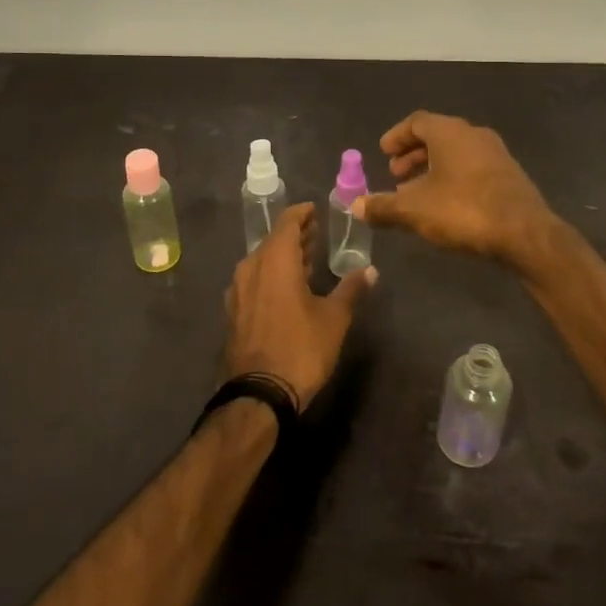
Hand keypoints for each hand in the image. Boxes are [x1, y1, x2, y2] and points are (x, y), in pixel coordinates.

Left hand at [222, 202, 374, 409]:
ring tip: (308, 258)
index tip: (316, 210)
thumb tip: (370, 270)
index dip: (302, 214)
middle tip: (317, 232)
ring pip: (263, 261)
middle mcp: (251, 267)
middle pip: (273, 241)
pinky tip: (288, 287)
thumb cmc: (300, 348)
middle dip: (296, 235)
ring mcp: (239, 291)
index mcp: (275, 260)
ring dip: (284, 256)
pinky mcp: (235, 312)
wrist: (259, 395)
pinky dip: (272, 275)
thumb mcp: (334, 318)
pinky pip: (255, 280)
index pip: (287, 223)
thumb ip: (351, 289)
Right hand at [352, 111, 554, 265]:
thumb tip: (356, 206)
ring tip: (416, 194)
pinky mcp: (509, 174)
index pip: (417, 121)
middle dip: (413, 154)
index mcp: (449, 132)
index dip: (397, 136)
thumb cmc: (463, 210)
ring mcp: (496, 153)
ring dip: (433, 168)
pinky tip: (446, 204)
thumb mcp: (414, 210)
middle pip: (437, 136)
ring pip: (456, 153)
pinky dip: (453, 177)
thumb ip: (383, 206)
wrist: (524, 232)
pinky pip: (472, 167)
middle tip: (395, 175)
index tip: (383, 153)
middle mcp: (474, 134)